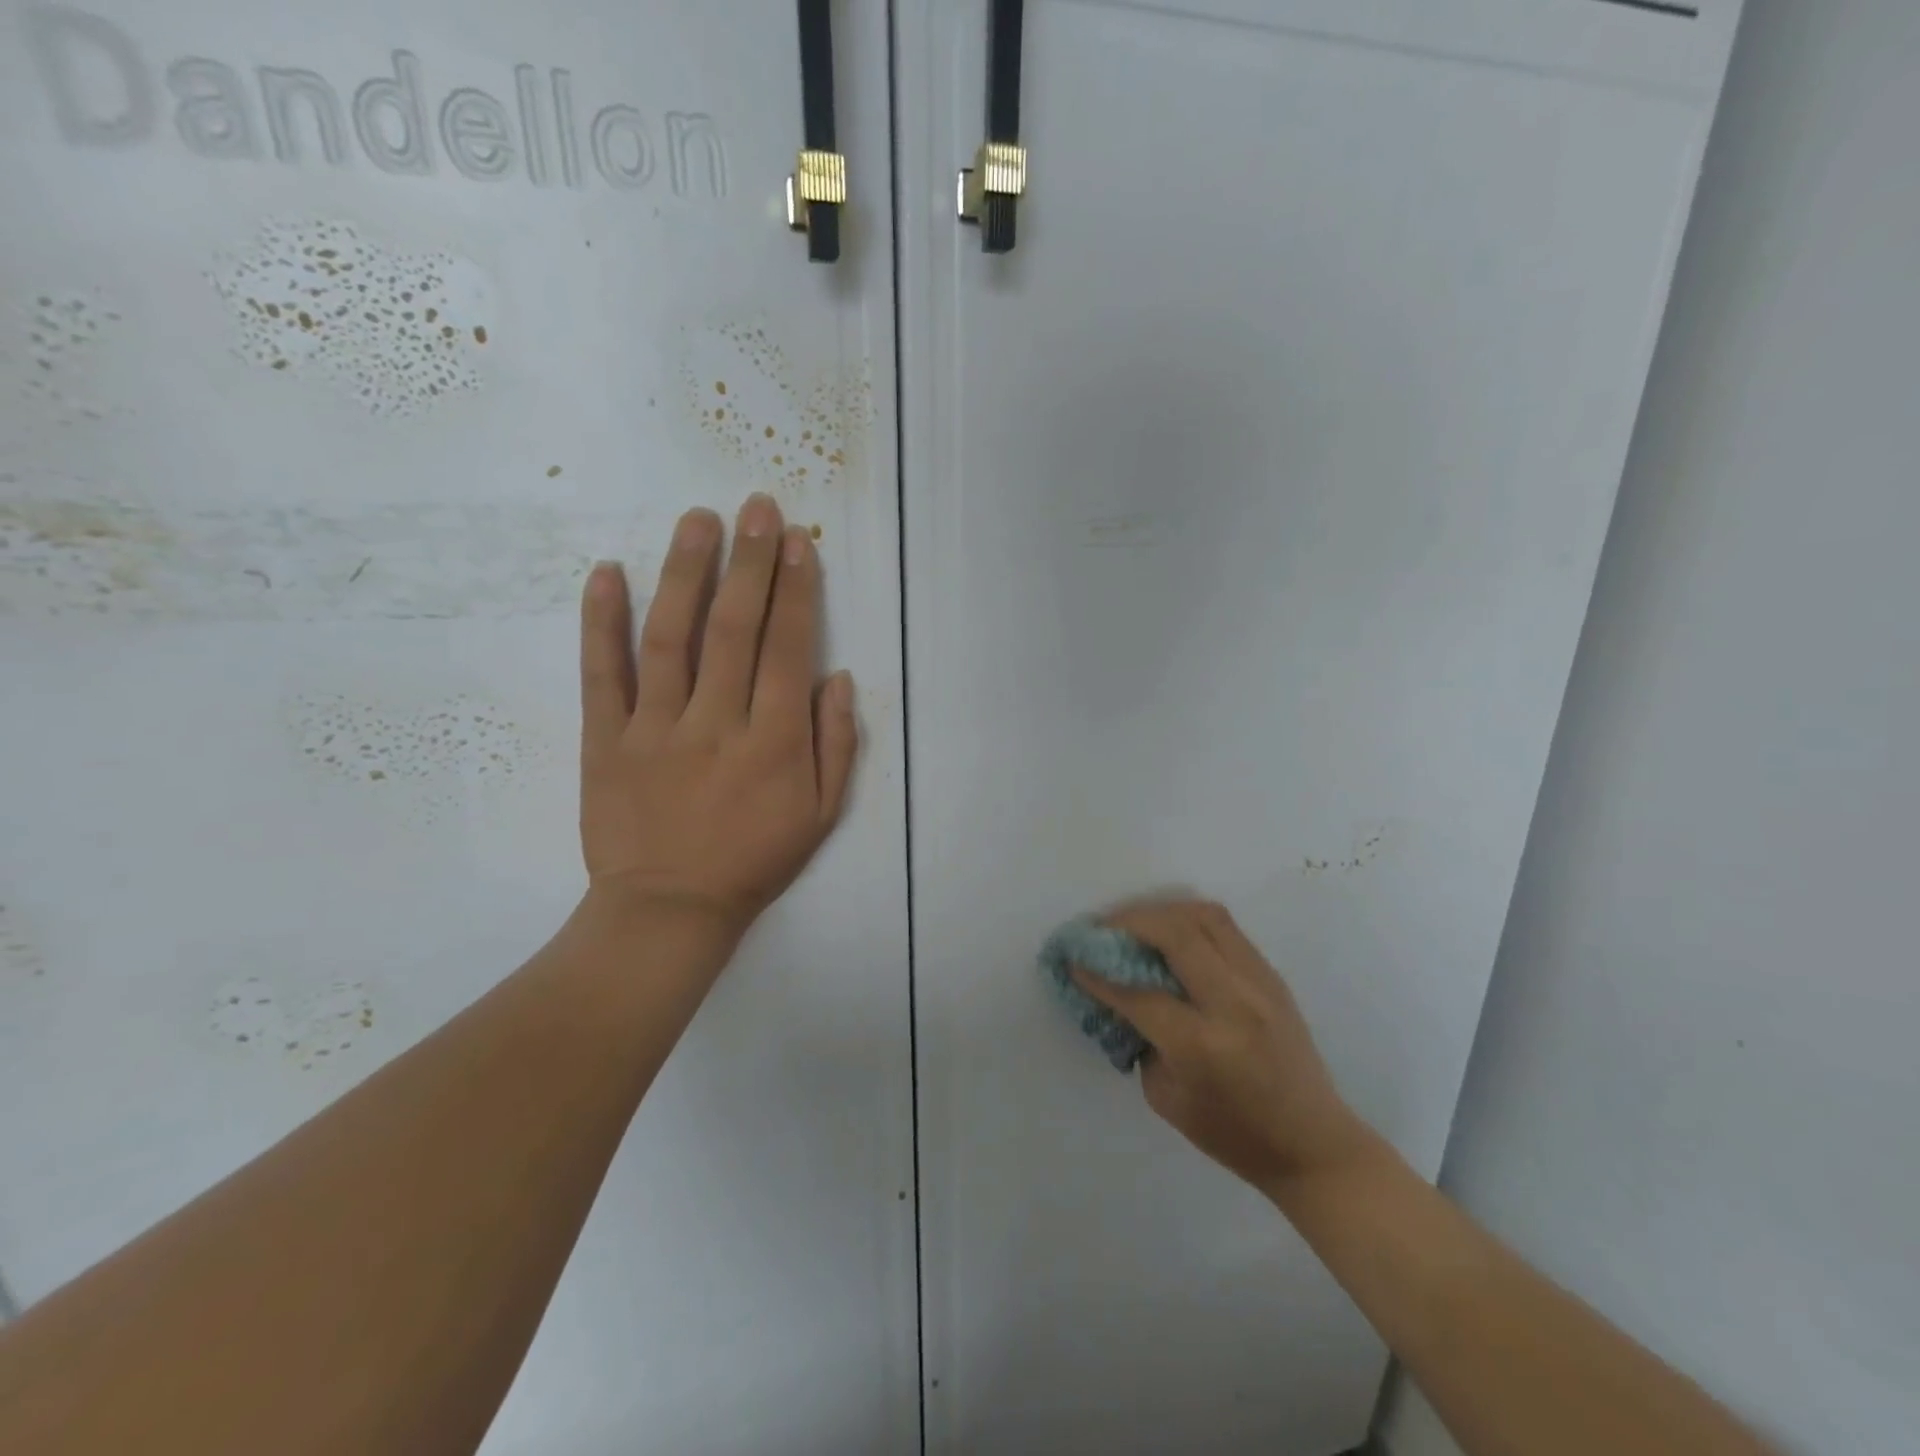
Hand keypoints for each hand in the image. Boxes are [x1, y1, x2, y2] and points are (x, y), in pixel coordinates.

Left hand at [576, 494, 858, 949]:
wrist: (669, 909)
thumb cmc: (754, 860)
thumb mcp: (820, 814)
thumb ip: (836, 744)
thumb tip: (838, 677)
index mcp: (773, 742)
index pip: (788, 649)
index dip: (795, 590)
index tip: (796, 541)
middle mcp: (717, 723)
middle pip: (735, 629)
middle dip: (750, 562)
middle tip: (756, 507)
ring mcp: (655, 729)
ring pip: (671, 637)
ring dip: (686, 573)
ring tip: (698, 519)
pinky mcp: (605, 740)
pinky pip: (602, 675)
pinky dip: (601, 622)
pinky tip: (607, 572)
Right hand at [1072, 900, 1377, 1194]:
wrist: (1314, 1145)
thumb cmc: (1233, 1135)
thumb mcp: (1167, 1098)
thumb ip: (1141, 1038)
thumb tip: (1120, 993)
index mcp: (1203, 1045)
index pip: (1139, 993)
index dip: (1099, 973)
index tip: (1073, 958)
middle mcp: (1234, 1003)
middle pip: (1176, 933)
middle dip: (1129, 922)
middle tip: (1101, 928)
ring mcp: (1259, 984)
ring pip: (1205, 917)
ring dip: (1161, 912)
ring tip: (1135, 924)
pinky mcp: (1272, 976)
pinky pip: (1225, 928)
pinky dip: (1189, 921)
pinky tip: (1169, 934)